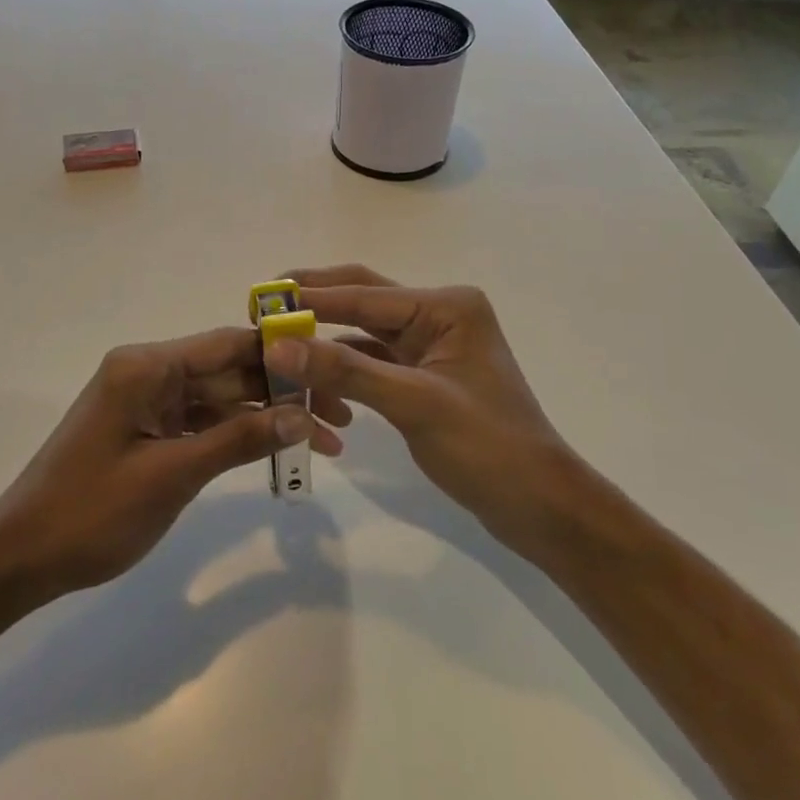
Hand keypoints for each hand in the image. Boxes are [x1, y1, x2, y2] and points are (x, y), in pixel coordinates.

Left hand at [0, 327, 343, 600]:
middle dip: (283, 391)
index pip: (227, 344)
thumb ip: (239, 439)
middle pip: (228, 370)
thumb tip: (302, 414)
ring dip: (265, 416)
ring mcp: (146, 400)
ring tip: (323, 439)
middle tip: (341, 415)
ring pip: (220, 397)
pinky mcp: (146, 428)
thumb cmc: (91, 513)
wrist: (21, 558)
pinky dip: (237, 434)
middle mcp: (147, 371)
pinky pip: (201, 421)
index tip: (333, 365)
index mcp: (146, 366)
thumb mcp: (172, 475)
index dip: (282, 353)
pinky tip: (276, 447)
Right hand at [263, 266, 574, 549]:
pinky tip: (310, 371)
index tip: (259, 300)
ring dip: (323, 334)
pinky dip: (342, 364)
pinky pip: (373, 359)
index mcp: (446, 306)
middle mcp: (438, 314)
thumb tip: (276, 347)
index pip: (364, 294)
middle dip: (313, 301)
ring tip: (275, 336)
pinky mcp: (423, 374)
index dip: (309, 298)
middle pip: (363, 298)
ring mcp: (431, 344)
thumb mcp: (414, 404)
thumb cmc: (487, 447)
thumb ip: (344, 371)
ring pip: (364, 330)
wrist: (540, 505)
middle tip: (261, 304)